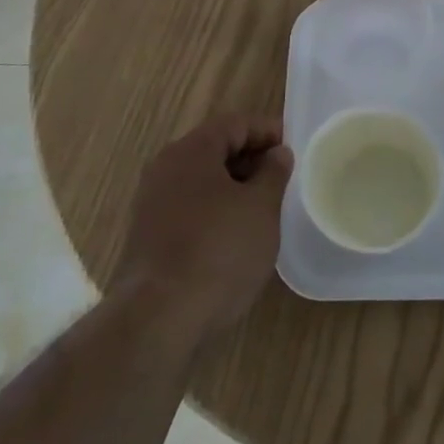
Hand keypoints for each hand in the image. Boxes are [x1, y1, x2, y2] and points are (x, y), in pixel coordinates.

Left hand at [116, 113, 292, 339]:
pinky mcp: (149, 237)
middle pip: (215, 149)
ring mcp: (152, 205)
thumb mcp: (261, 207)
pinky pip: (190, 207)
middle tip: (284, 177)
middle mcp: (165, 169)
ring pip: (202, 181)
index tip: (294, 147)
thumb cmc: (219, 251)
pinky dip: (216, 209)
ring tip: (266, 206)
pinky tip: (237, 234)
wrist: (158, 320)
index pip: (235, 124)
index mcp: (191, 151)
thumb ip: (274, 173)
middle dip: (251, 158)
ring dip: (235, 186)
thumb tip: (277, 154)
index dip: (267, 131)